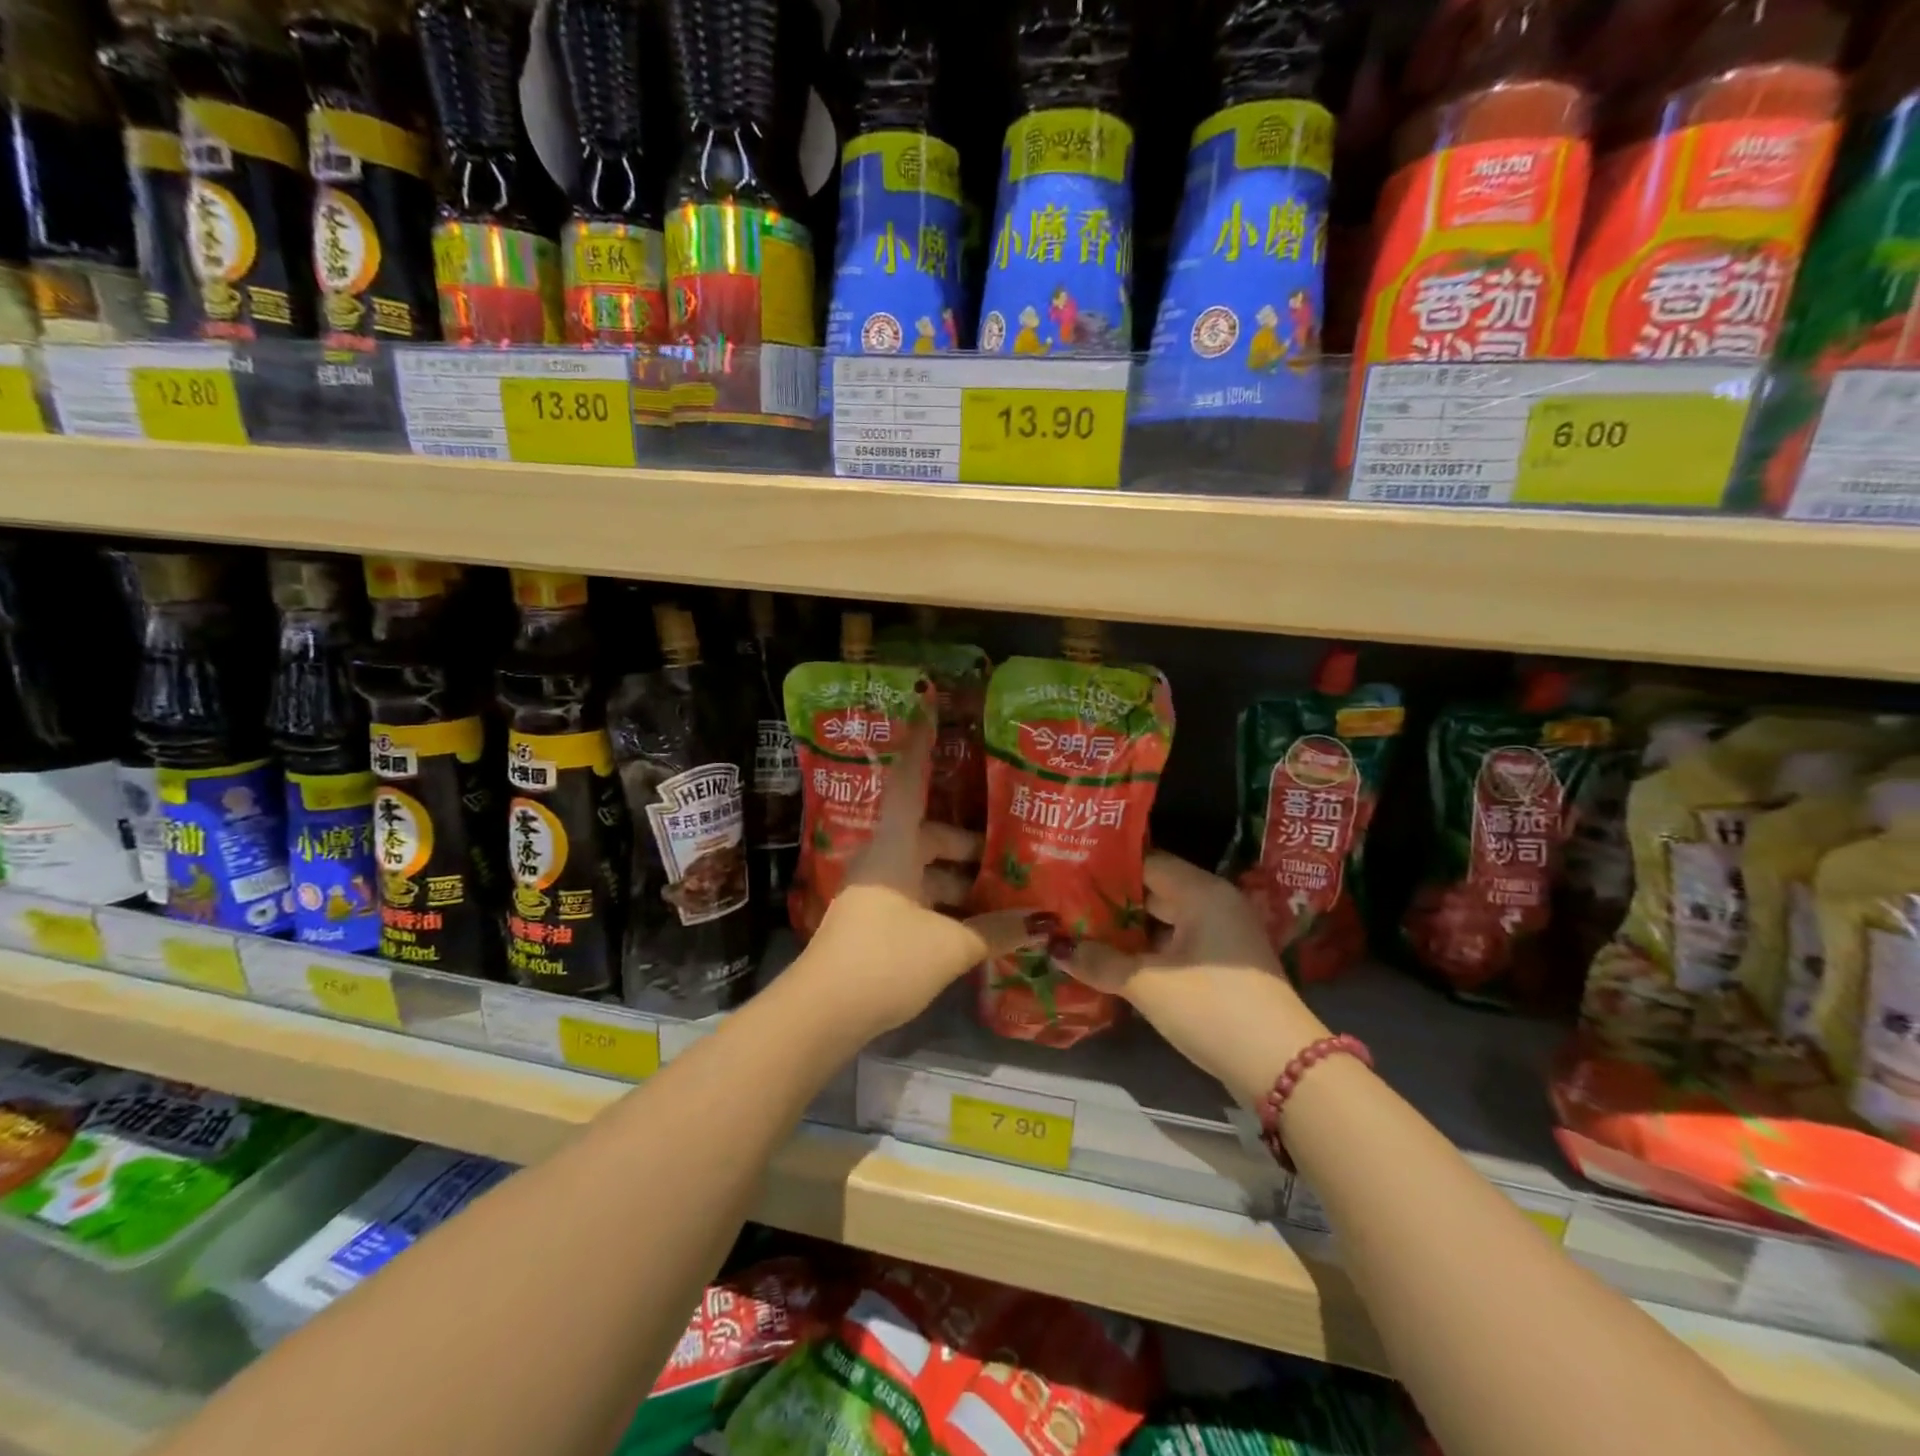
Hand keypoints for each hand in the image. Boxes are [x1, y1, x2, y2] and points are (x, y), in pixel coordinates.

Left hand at [796, 716, 1054, 1039]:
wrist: (822, 1012)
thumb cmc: (885, 959)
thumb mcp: (949, 946)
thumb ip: (997, 932)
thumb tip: (1045, 924)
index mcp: (895, 846)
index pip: (911, 782)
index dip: (922, 743)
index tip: (928, 704)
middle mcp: (883, 858)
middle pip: (929, 834)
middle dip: (968, 845)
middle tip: (1010, 851)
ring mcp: (874, 890)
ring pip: (924, 870)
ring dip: (959, 880)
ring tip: (1003, 893)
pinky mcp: (873, 919)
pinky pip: (916, 896)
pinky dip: (944, 903)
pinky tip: (975, 925)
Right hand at [1065, 852, 1326, 1104]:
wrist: (1283, 1067)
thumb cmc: (1212, 1009)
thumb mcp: (1149, 986)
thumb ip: (1100, 962)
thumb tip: (1056, 948)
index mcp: (1201, 892)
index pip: (1146, 863)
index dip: (1106, 868)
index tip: (1068, 872)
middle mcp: (1214, 903)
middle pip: (1154, 890)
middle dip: (1111, 900)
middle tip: (1066, 902)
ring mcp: (1222, 935)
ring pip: (1164, 920)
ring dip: (1128, 929)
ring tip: (1080, 930)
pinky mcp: (1224, 964)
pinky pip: (1177, 943)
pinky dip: (1148, 949)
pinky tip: (1114, 960)